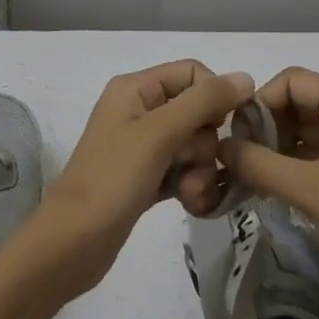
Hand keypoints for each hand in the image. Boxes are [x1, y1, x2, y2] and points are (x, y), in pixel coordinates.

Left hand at [39, 61, 254, 295]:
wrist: (72, 245)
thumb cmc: (113, 179)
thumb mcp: (160, 133)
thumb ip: (204, 102)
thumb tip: (246, 76)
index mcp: (135, 88)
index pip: (193, 73)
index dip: (214, 97)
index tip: (223, 127)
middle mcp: (139, 110)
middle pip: (197, 111)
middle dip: (205, 142)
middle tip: (194, 166)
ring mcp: (142, 146)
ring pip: (194, 144)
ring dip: (201, 169)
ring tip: (190, 193)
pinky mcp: (146, 178)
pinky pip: (184, 170)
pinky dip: (191, 185)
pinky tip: (190, 203)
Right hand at [219, 68, 318, 318]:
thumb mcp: (308, 190)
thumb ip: (259, 164)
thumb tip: (220, 147)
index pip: (292, 81)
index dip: (260, 103)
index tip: (238, 138)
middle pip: (300, 101)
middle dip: (267, 127)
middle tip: (241, 162)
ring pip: (309, 128)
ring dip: (279, 148)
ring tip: (253, 178)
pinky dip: (296, 164)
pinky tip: (275, 188)